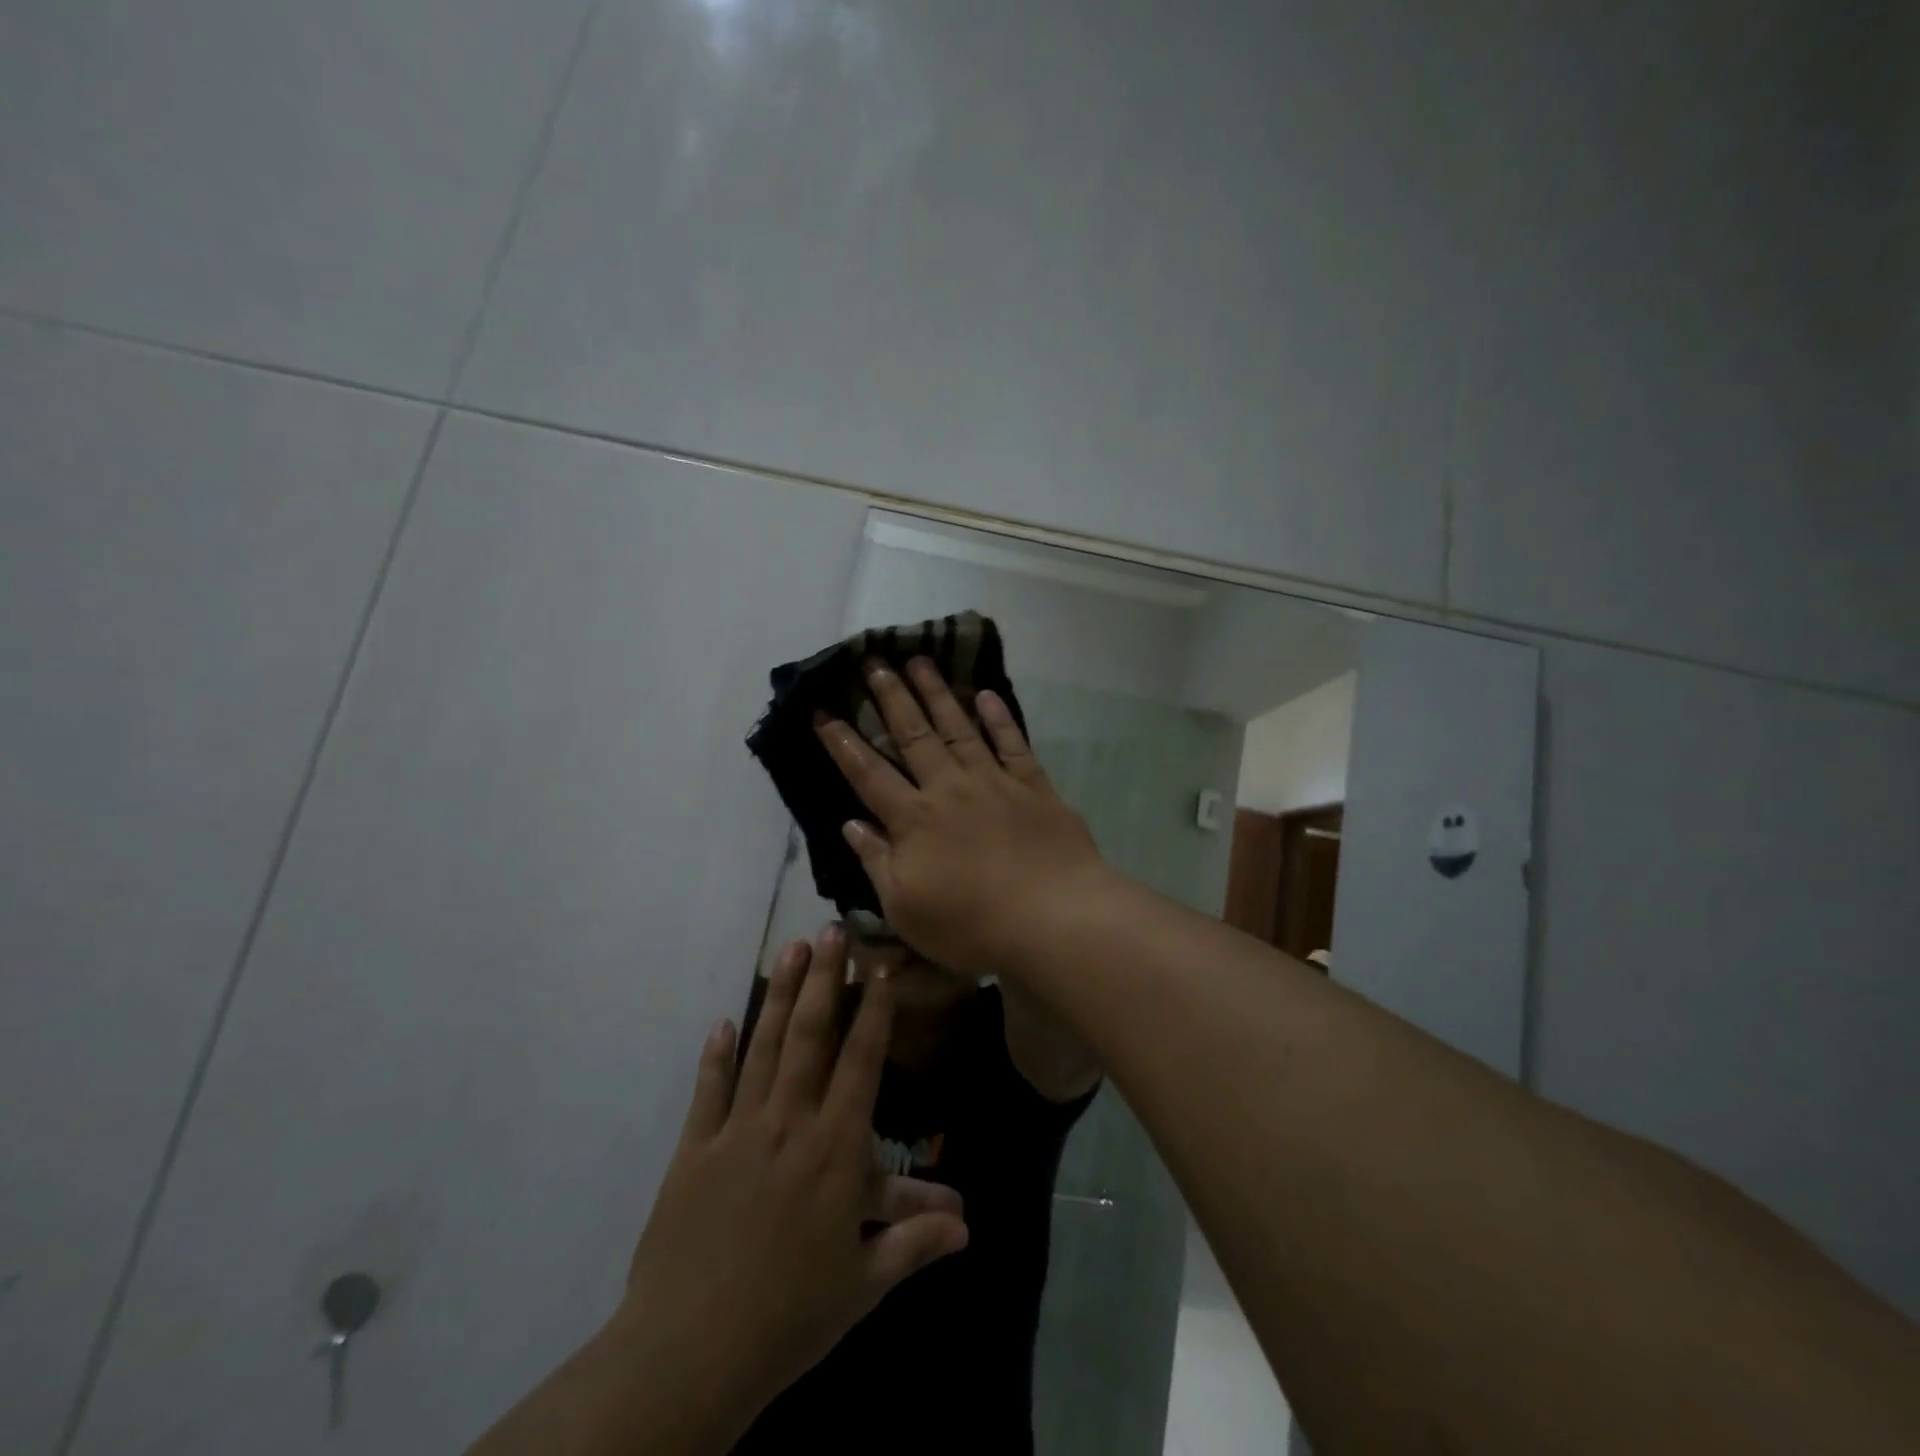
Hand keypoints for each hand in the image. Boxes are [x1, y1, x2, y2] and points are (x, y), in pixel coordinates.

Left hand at [614, 927, 968, 1429]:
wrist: (689, 1355)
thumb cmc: (790, 1316)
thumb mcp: (863, 1284)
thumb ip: (914, 1240)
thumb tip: (968, 1223)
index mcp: (834, 1150)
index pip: (860, 1063)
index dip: (872, 1011)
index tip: (878, 968)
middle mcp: (787, 1123)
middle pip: (809, 1036)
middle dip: (822, 979)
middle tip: (830, 930)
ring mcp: (736, 1131)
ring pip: (762, 1047)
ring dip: (777, 995)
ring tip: (789, 948)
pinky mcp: (693, 1151)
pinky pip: (708, 1091)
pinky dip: (716, 1054)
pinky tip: (722, 1020)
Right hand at [813, 657, 1112, 975]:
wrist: (1053, 918)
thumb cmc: (971, 925)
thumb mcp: (905, 908)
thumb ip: (877, 862)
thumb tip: (850, 825)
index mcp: (914, 820)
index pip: (867, 773)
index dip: (842, 742)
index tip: (822, 710)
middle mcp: (949, 789)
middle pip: (913, 735)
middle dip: (890, 696)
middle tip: (874, 661)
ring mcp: (994, 782)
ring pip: (959, 727)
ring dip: (937, 693)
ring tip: (919, 661)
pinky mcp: (1033, 786)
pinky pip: (1012, 743)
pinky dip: (999, 718)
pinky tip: (986, 694)